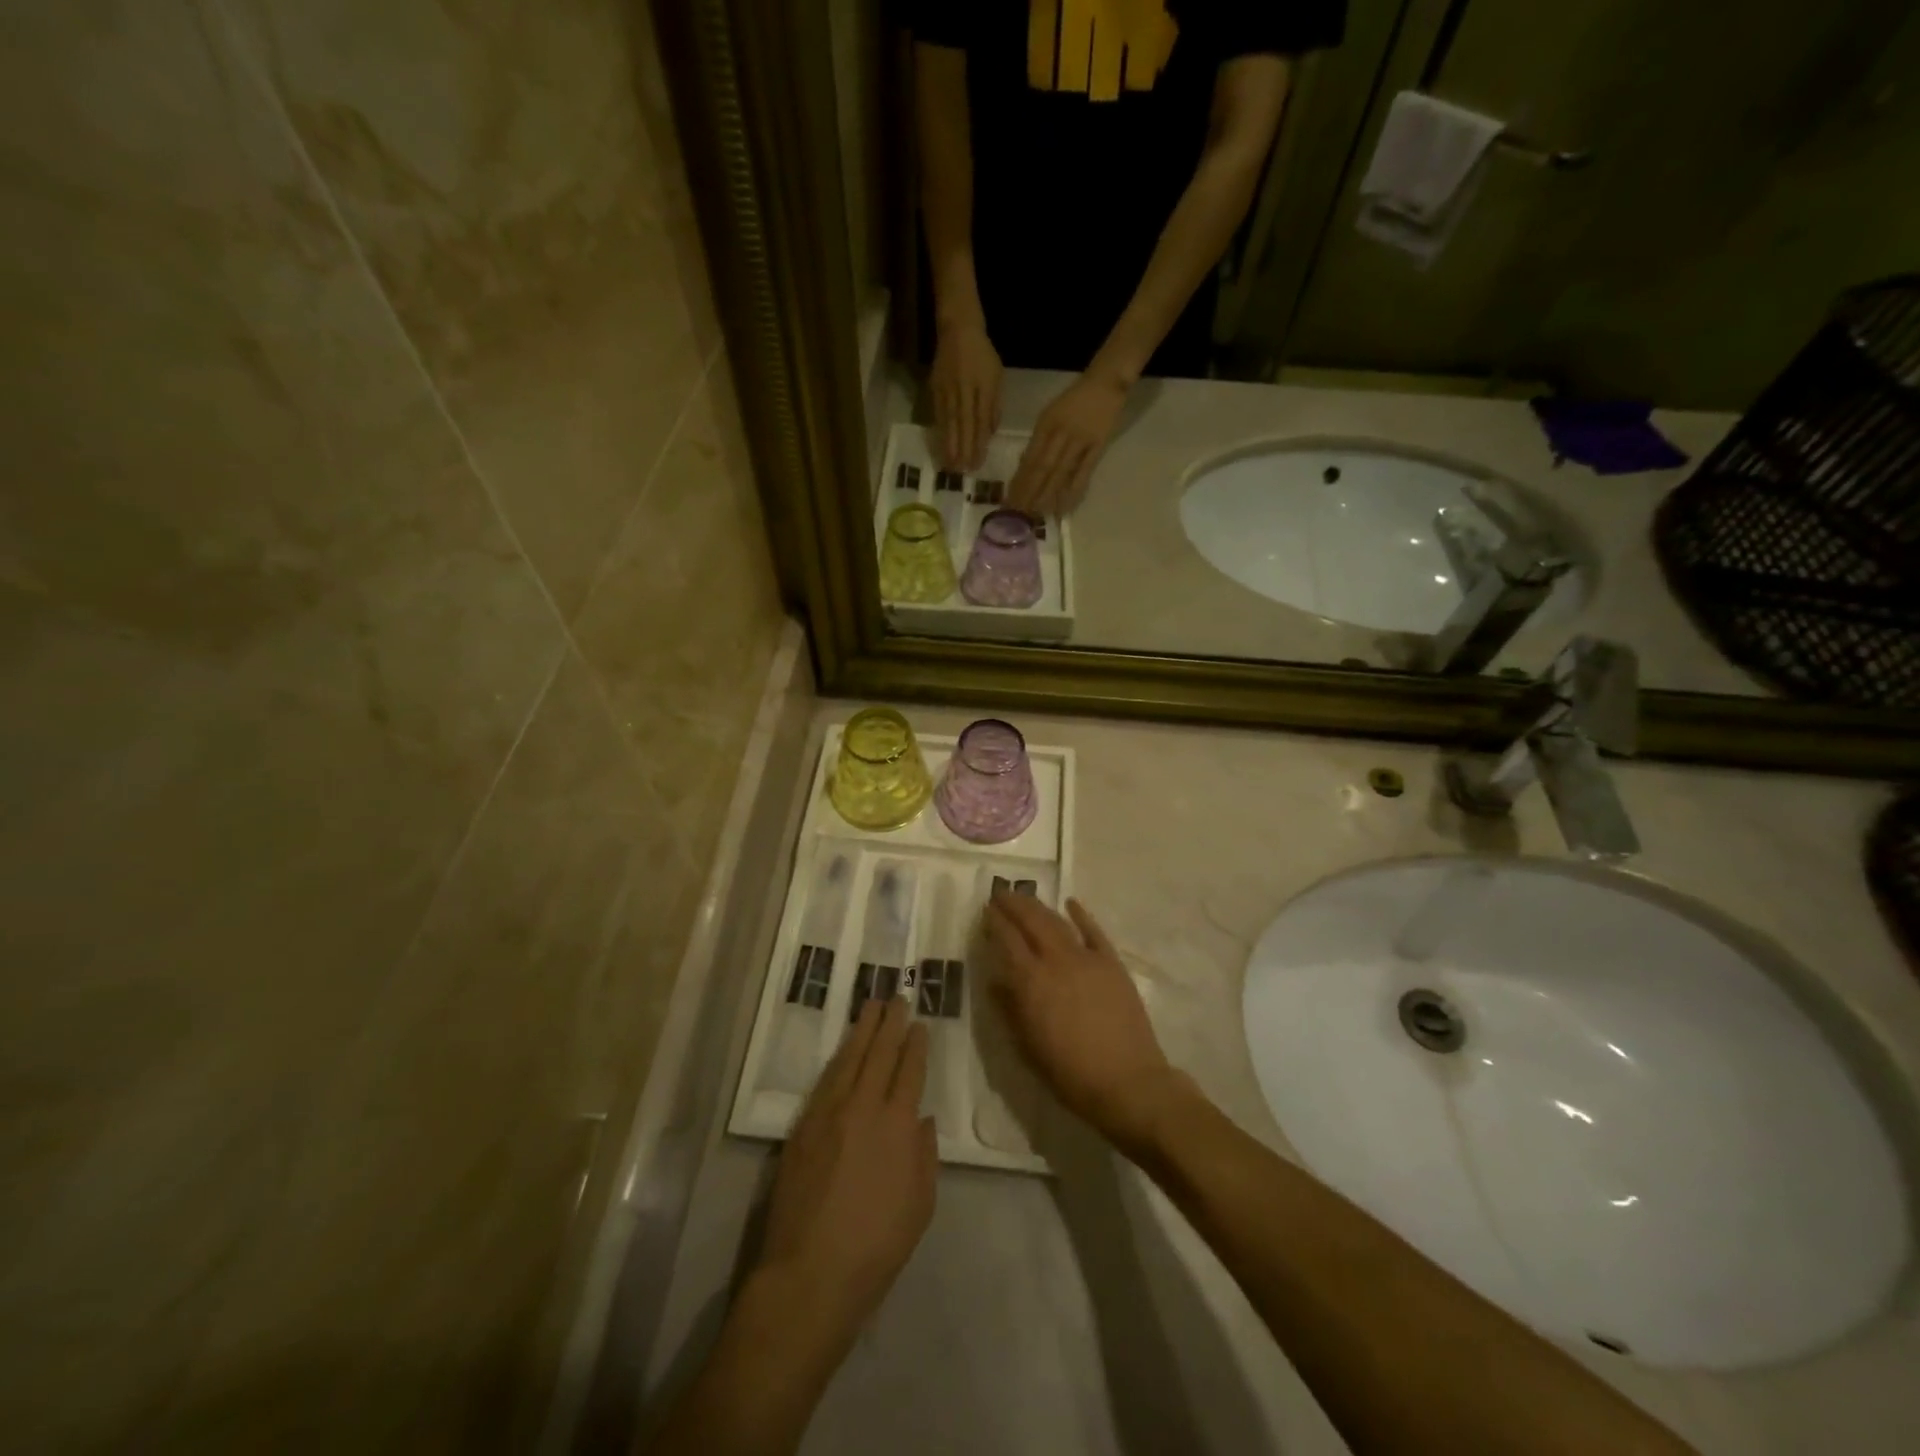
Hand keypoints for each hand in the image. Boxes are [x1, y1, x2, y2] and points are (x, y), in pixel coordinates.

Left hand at [756, 998, 936, 1354]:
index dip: (915, 1045)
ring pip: (849, 1059)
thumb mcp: (920, 1206)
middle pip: (879, 1054)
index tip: (919, 1024)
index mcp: (898, 1126)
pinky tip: (843, 1050)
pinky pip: (825, 1080)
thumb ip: (925, 1156)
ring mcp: (829, 1113)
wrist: (810, 1272)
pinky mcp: (803, 1126)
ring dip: (862, 1030)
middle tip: (897, 998)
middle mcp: (864, 1107)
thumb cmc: (876, 1247)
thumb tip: (921, 1119)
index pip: (909, 1071)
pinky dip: (838, 1058)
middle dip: (890, 1023)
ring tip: (871, 1007)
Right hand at [931, 320, 1002, 471]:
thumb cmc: (982, 355)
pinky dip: (939, 431)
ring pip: (949, 421)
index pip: (981, 420)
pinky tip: (940, 446)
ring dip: (949, 444)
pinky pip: (938, 414)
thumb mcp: (996, 377)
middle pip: (963, 424)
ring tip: (949, 465)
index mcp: (983, 386)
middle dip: (963, 448)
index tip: (977, 463)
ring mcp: (948, 389)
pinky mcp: (935, 388)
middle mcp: (964, 389)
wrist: (958, 329)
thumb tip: (989, 433)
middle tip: (962, 471)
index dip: (979, 443)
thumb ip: (994, 405)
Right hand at [983, 892, 1180, 1154]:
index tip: (985, 910)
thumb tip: (994, 981)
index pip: (1007, 940)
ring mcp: (1087, 959)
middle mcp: (1056, 961)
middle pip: (1031, 921)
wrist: (1128, 1083)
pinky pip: (1094, 931)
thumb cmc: (1070, 1074)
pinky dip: (1081, 915)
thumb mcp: (1027, 1048)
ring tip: (1025, 896)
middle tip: (1000, 893)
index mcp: (1031, 982)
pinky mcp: (1112, 963)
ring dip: (1039, 906)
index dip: (995, 922)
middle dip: (1013, 904)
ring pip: (1057, 922)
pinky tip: (1070, 903)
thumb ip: (1009, 1010)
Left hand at [1007, 371, 1128, 516]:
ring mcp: (1080, 440)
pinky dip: (1074, 490)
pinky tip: (1065, 506)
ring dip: (1048, 494)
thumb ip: (1038, 440)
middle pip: (1041, 468)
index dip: (1019, 481)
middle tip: (1019, 513)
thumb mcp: (1049, 415)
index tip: (1009, 500)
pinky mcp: (1098, 446)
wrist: (1105, 382)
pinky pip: (1084, 471)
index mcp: (1045, 424)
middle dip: (1029, 492)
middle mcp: (1060, 433)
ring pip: (1060, 472)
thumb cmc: (1074, 400)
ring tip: (1037, 514)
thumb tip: (1023, 466)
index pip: (1029, 458)